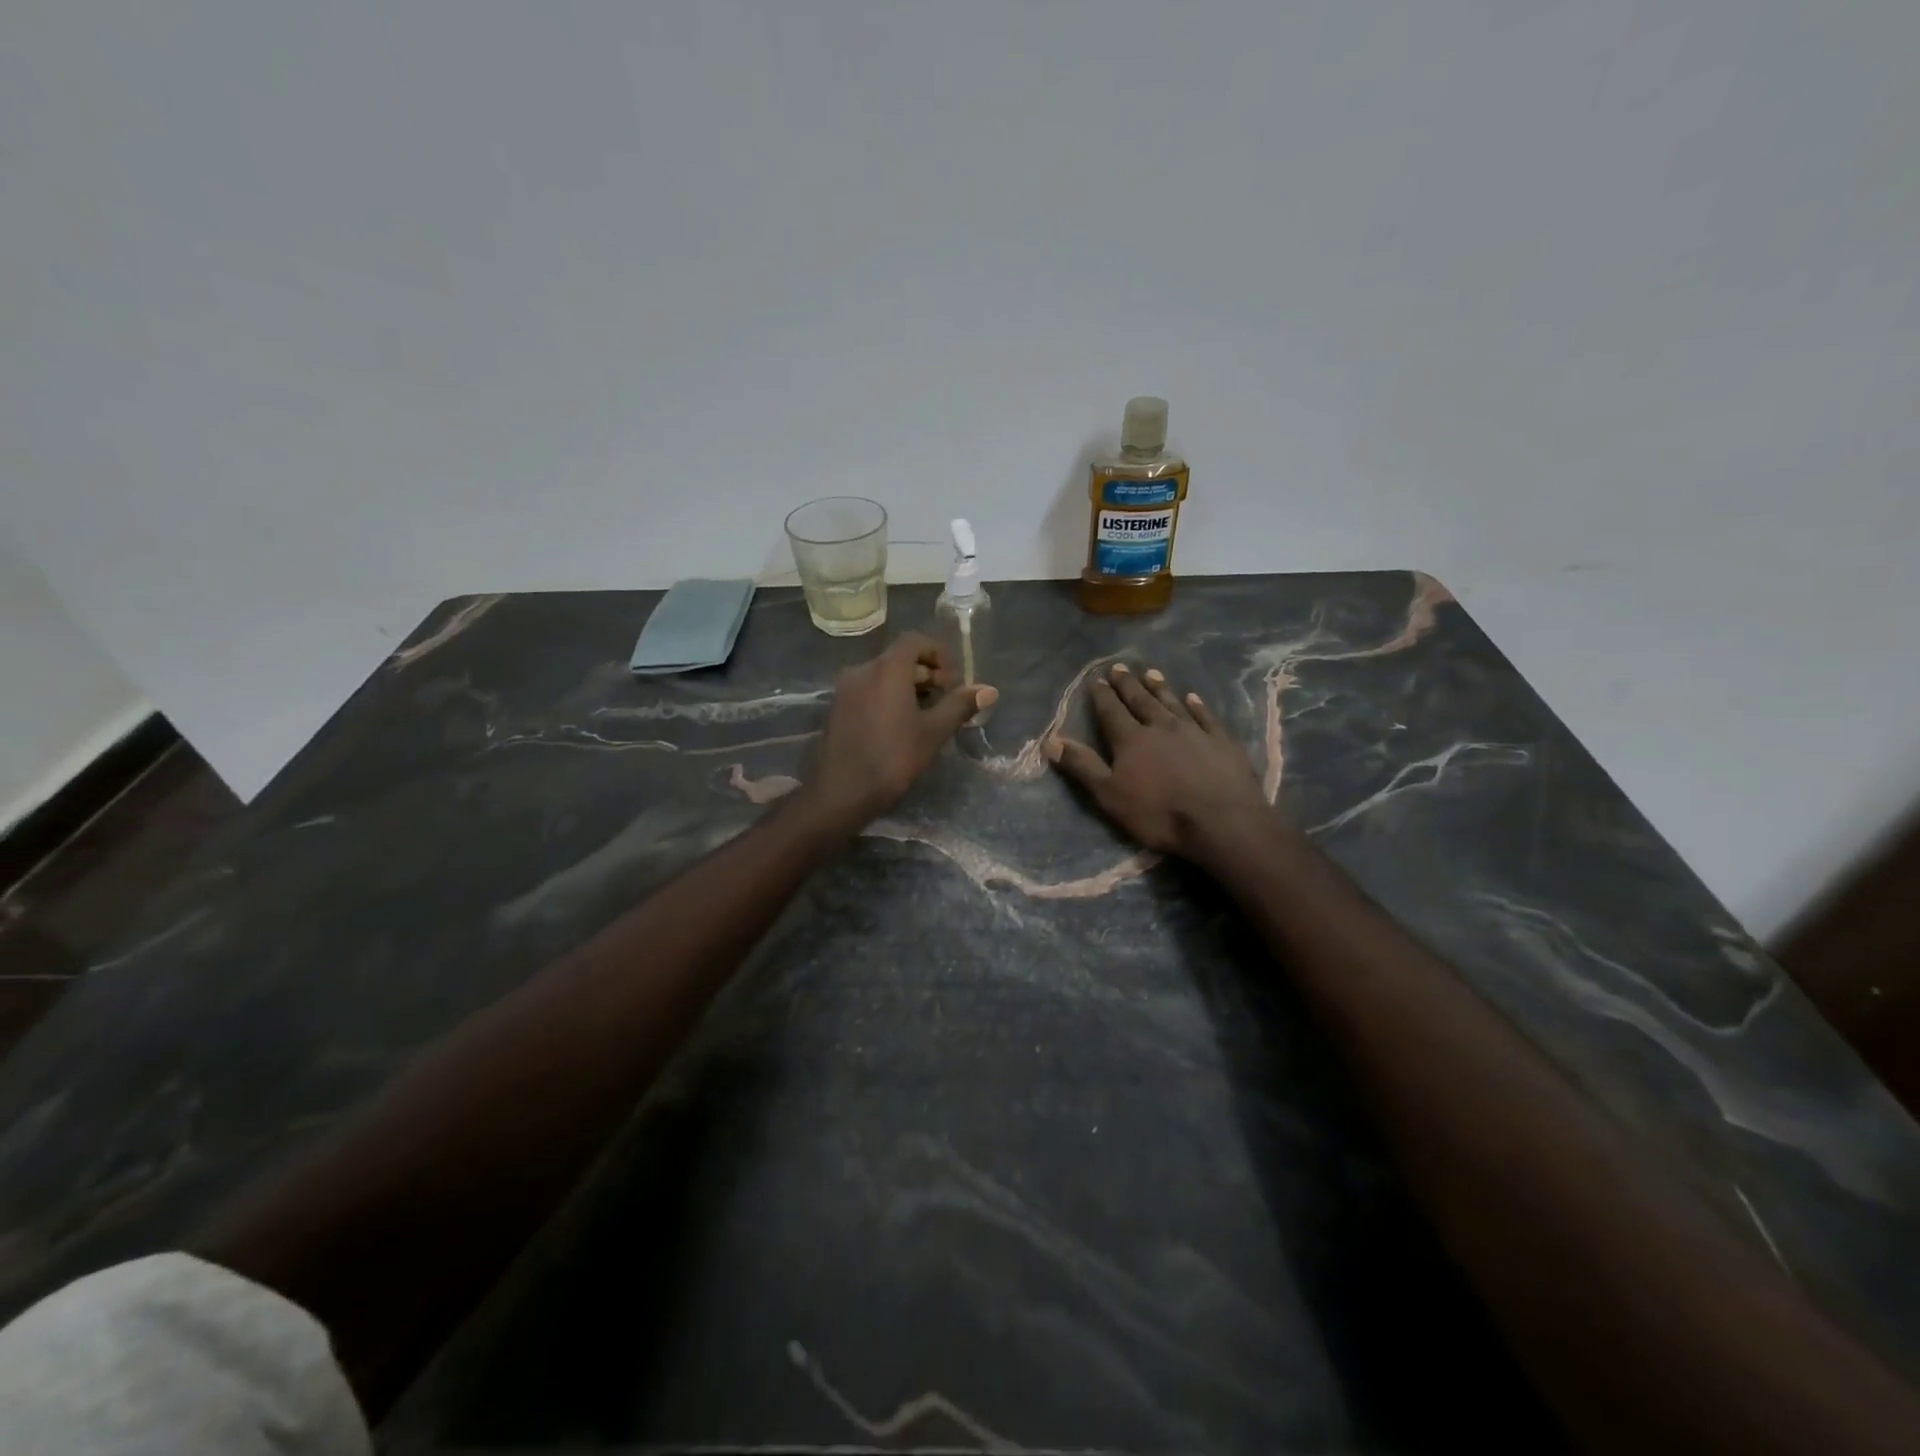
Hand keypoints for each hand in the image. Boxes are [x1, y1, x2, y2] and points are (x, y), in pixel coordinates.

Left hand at [806, 632, 996, 824]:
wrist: (841, 792)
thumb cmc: (893, 758)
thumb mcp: (933, 732)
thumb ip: (959, 705)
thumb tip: (989, 690)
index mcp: (886, 669)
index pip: (916, 641)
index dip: (939, 654)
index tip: (955, 680)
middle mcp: (862, 670)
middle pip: (900, 658)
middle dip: (927, 674)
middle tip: (946, 701)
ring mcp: (845, 689)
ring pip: (883, 675)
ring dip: (909, 687)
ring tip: (927, 716)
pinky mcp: (837, 708)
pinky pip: (869, 690)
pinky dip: (888, 697)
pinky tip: (901, 726)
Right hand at [1046, 663, 1266, 857]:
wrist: (1222, 823)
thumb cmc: (1159, 814)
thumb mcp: (1110, 795)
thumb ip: (1082, 766)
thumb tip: (1051, 739)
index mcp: (1132, 740)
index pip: (1112, 712)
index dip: (1102, 695)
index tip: (1095, 679)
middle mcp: (1162, 727)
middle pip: (1141, 701)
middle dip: (1128, 685)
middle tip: (1120, 667)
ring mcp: (1195, 732)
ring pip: (1173, 703)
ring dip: (1160, 688)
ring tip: (1151, 673)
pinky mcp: (1222, 743)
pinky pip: (1206, 717)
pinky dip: (1198, 705)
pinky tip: (1194, 697)